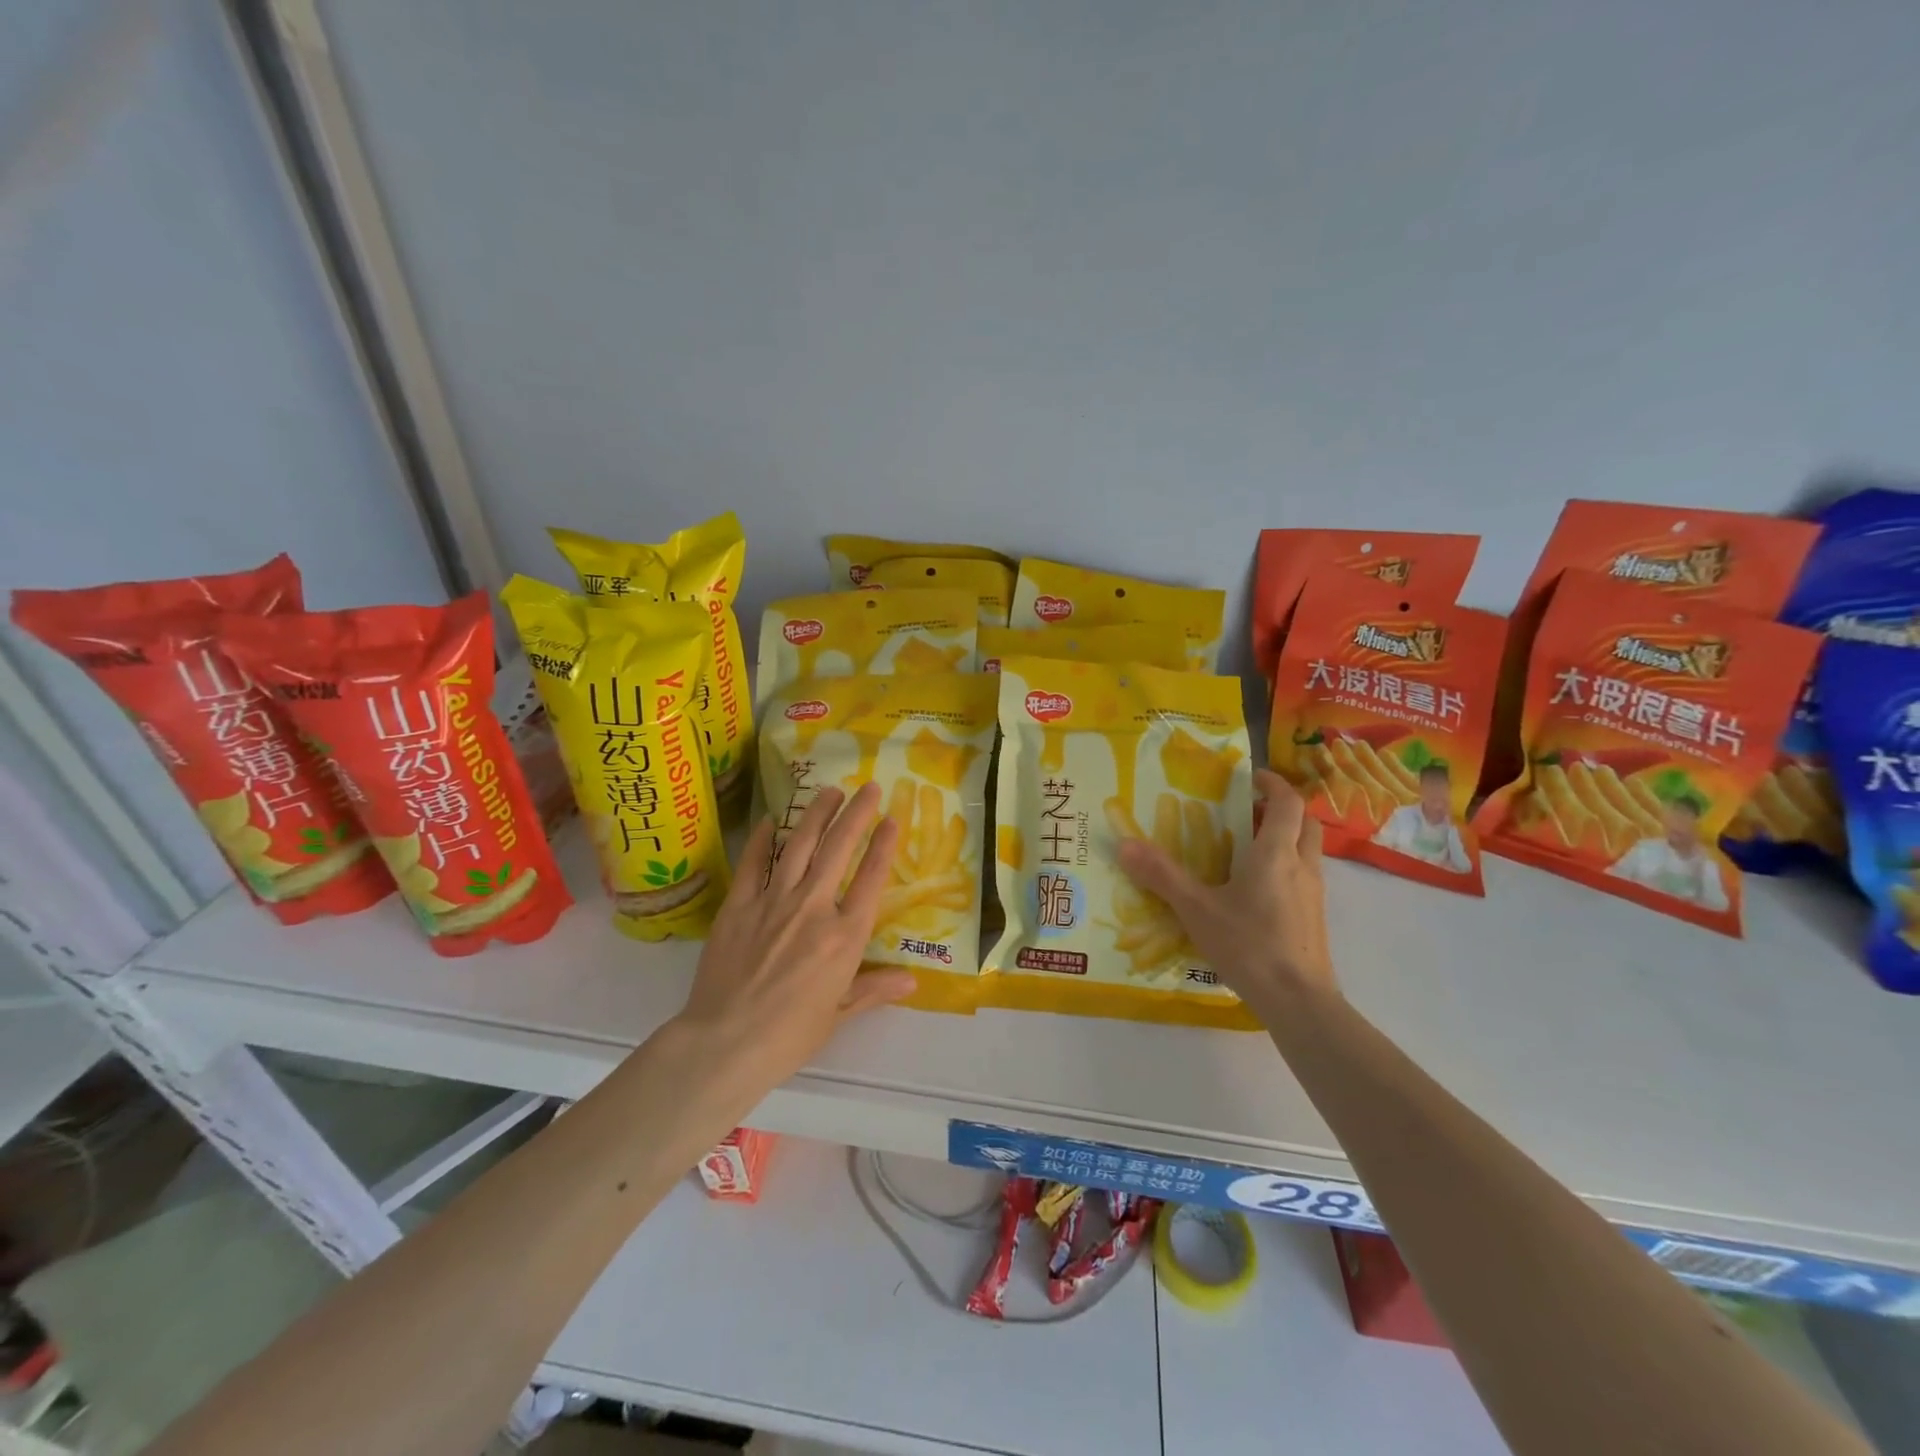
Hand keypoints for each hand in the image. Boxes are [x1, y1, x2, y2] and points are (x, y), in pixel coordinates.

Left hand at [676, 783, 916, 1088]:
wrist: (725, 1042)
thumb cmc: (789, 1035)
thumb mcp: (839, 1014)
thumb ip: (875, 989)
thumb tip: (913, 981)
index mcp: (844, 936)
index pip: (870, 879)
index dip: (883, 845)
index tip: (891, 819)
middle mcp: (813, 908)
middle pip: (838, 849)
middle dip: (856, 814)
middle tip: (867, 787)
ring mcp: (773, 901)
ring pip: (799, 845)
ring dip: (816, 814)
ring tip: (829, 791)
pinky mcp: (739, 904)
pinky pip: (754, 863)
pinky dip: (762, 839)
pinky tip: (770, 820)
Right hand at [1116, 770, 1336, 1017]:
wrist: (1299, 1001)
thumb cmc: (1249, 946)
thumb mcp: (1197, 909)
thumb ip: (1162, 875)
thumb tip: (1125, 843)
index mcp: (1276, 853)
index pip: (1288, 802)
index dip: (1273, 783)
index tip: (1251, 778)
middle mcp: (1302, 866)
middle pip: (1304, 822)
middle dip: (1280, 810)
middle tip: (1248, 812)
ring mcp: (1314, 893)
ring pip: (1308, 850)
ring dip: (1285, 838)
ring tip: (1247, 849)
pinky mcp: (1315, 918)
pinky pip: (1305, 876)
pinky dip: (1287, 868)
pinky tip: (1256, 891)